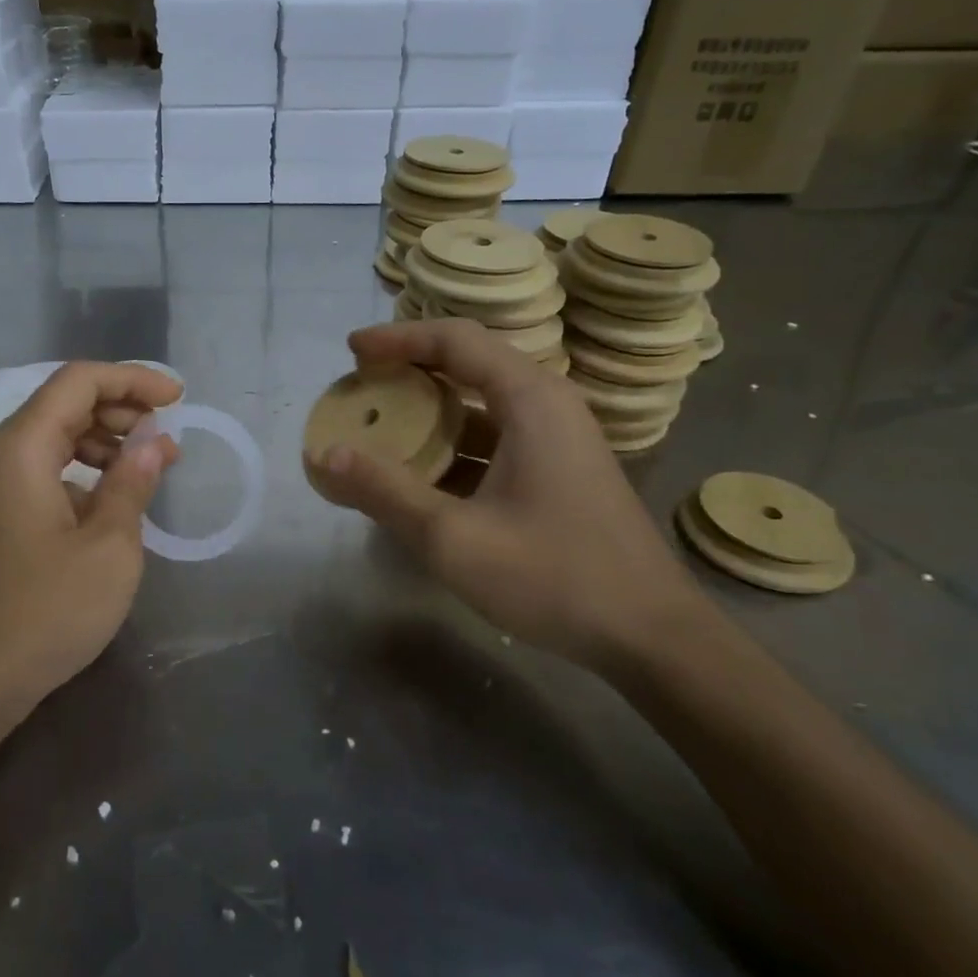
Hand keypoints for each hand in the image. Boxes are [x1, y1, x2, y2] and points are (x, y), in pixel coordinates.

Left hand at [0, 362, 180, 719]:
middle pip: (63, 404)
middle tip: (166, 437)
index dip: (133, 379)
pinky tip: (110, 501)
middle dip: (121, 409)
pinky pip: (42, 471)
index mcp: (20, 447)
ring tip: (148, 468)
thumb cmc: (43, 611)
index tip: (178, 400)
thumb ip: (132, 482)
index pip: (78, 381)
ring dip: (104, 441)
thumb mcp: (108, 546)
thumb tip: (155, 440)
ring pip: (52, 437)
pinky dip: (81, 471)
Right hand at [306, 320, 712, 672]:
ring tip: (383, 428)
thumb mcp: (453, 537)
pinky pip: (497, 435)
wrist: (652, 637)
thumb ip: (384, 492)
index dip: (398, 339)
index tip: (352, 351)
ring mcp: (559, 438)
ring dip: (431, 409)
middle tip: (362, 387)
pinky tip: (424, 477)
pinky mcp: (561, 469)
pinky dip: (455, 443)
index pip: (455, 339)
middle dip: (410, 370)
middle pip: (469, 362)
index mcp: (530, 399)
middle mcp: (548, 404)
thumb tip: (324, 454)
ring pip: (483, 403)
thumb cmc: (554, 577)